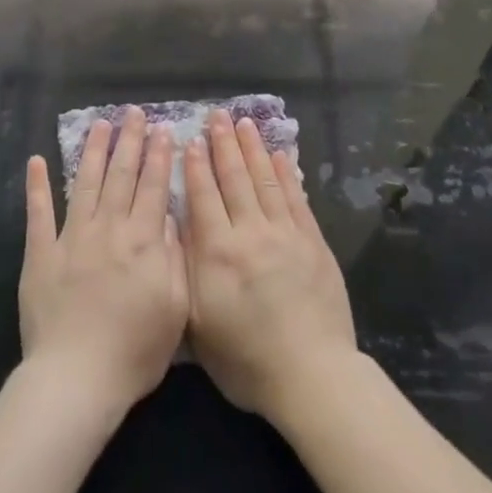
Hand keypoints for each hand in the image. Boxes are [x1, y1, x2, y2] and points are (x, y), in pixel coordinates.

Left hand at [19, 108, 188, 419]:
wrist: (76, 379)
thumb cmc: (134, 351)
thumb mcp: (176, 308)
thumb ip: (174, 256)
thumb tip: (168, 215)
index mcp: (142, 241)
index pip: (153, 187)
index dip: (158, 156)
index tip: (162, 129)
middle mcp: (108, 229)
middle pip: (121, 176)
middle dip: (129, 141)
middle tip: (133, 112)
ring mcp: (71, 238)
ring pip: (85, 184)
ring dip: (92, 151)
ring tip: (99, 124)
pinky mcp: (41, 254)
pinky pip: (38, 214)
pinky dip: (37, 186)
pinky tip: (36, 161)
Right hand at [183, 109, 358, 427]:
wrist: (311, 376)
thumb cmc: (247, 362)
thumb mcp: (200, 327)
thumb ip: (188, 274)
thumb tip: (179, 231)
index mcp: (218, 254)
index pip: (203, 198)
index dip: (195, 167)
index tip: (191, 140)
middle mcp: (251, 234)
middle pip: (234, 180)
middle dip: (224, 145)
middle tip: (217, 116)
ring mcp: (285, 235)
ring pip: (265, 181)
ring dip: (253, 149)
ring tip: (244, 123)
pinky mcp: (313, 242)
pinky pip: (296, 199)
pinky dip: (286, 174)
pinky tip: (279, 155)